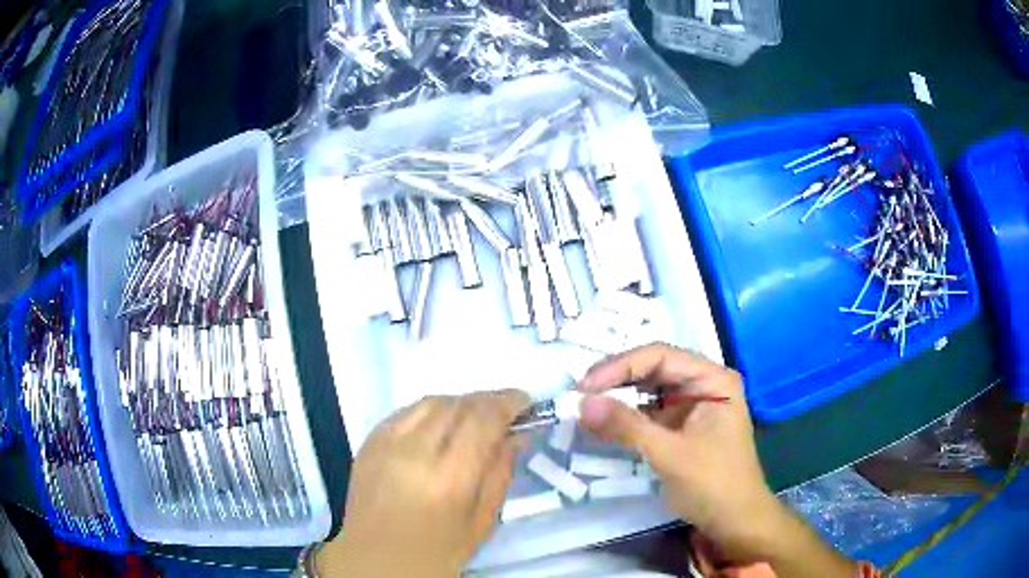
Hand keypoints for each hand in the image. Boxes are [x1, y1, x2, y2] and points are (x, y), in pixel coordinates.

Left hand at [319, 390, 530, 577]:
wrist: (375, 560)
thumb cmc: (437, 552)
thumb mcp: (482, 522)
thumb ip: (500, 473)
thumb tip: (514, 435)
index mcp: (448, 478)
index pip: (482, 419)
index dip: (507, 402)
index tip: (525, 402)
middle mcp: (414, 451)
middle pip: (457, 404)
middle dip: (487, 401)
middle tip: (504, 411)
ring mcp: (386, 443)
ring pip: (430, 402)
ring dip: (459, 403)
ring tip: (473, 419)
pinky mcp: (368, 442)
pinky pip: (406, 412)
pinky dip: (430, 412)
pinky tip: (438, 427)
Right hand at [576, 343, 775, 560]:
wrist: (733, 522)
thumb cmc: (713, 483)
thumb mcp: (670, 454)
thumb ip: (627, 426)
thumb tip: (581, 402)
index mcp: (712, 379)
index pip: (661, 357)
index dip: (621, 366)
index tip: (586, 385)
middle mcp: (703, 384)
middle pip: (653, 369)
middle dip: (617, 379)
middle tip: (580, 394)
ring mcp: (691, 405)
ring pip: (648, 390)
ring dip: (618, 396)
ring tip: (586, 405)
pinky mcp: (679, 426)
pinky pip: (647, 412)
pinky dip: (625, 416)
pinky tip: (603, 422)